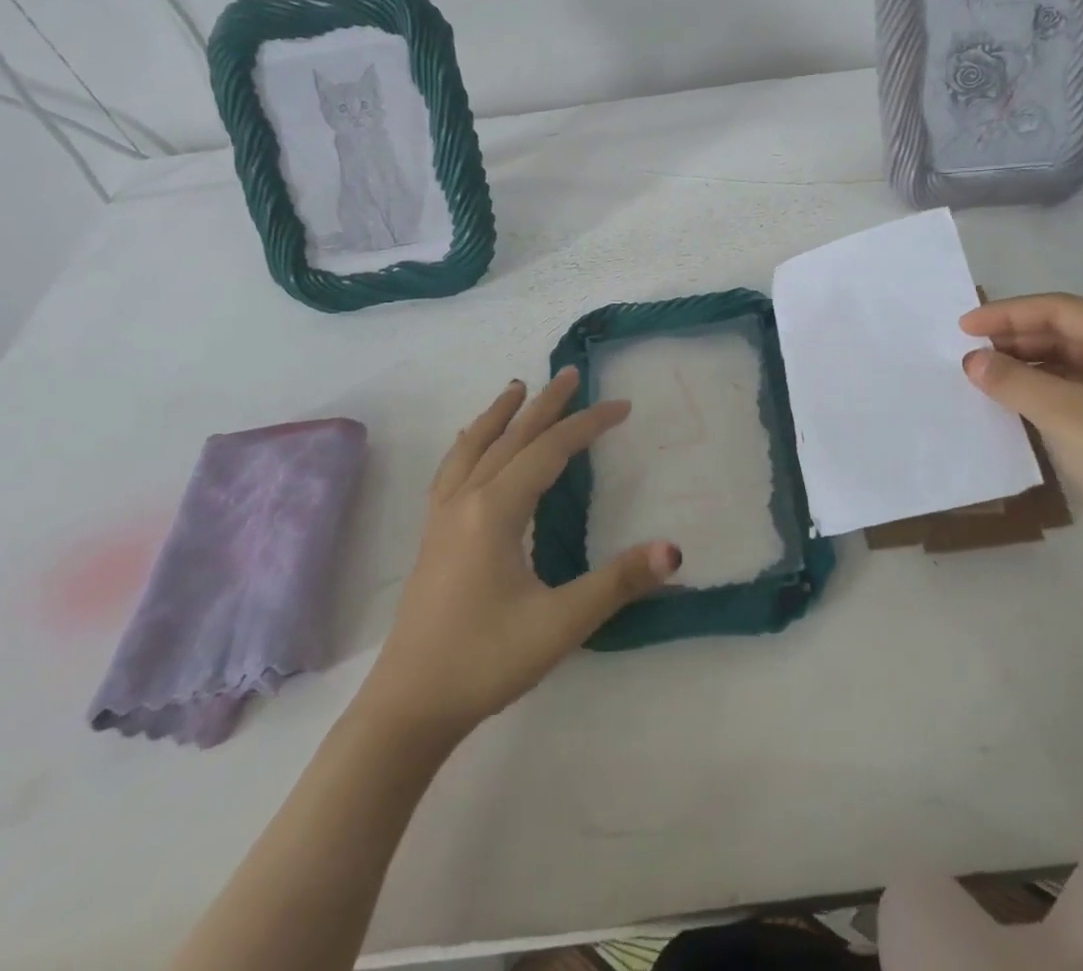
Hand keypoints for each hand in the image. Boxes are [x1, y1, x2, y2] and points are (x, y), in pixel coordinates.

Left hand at [357, 369, 679, 736]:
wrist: (408, 708)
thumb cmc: (485, 661)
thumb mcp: (561, 623)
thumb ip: (618, 582)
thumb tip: (674, 549)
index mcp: (495, 510)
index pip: (550, 450)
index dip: (588, 424)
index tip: (622, 406)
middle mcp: (466, 502)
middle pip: (510, 438)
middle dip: (544, 404)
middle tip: (571, 373)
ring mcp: (442, 519)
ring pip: (473, 448)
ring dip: (499, 415)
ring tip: (515, 388)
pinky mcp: (432, 539)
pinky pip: (453, 470)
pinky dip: (469, 444)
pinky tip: (471, 446)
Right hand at [960, 293, 1082, 578]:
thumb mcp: (1063, 414)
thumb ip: (1013, 380)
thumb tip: (972, 361)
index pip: (1063, 310)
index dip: (1009, 314)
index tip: (964, 327)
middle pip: (1069, 333)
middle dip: (1018, 339)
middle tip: (970, 351)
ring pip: (1073, 364)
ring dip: (1029, 366)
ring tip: (985, 373)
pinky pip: (1079, 393)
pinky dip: (1045, 392)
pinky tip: (1015, 400)